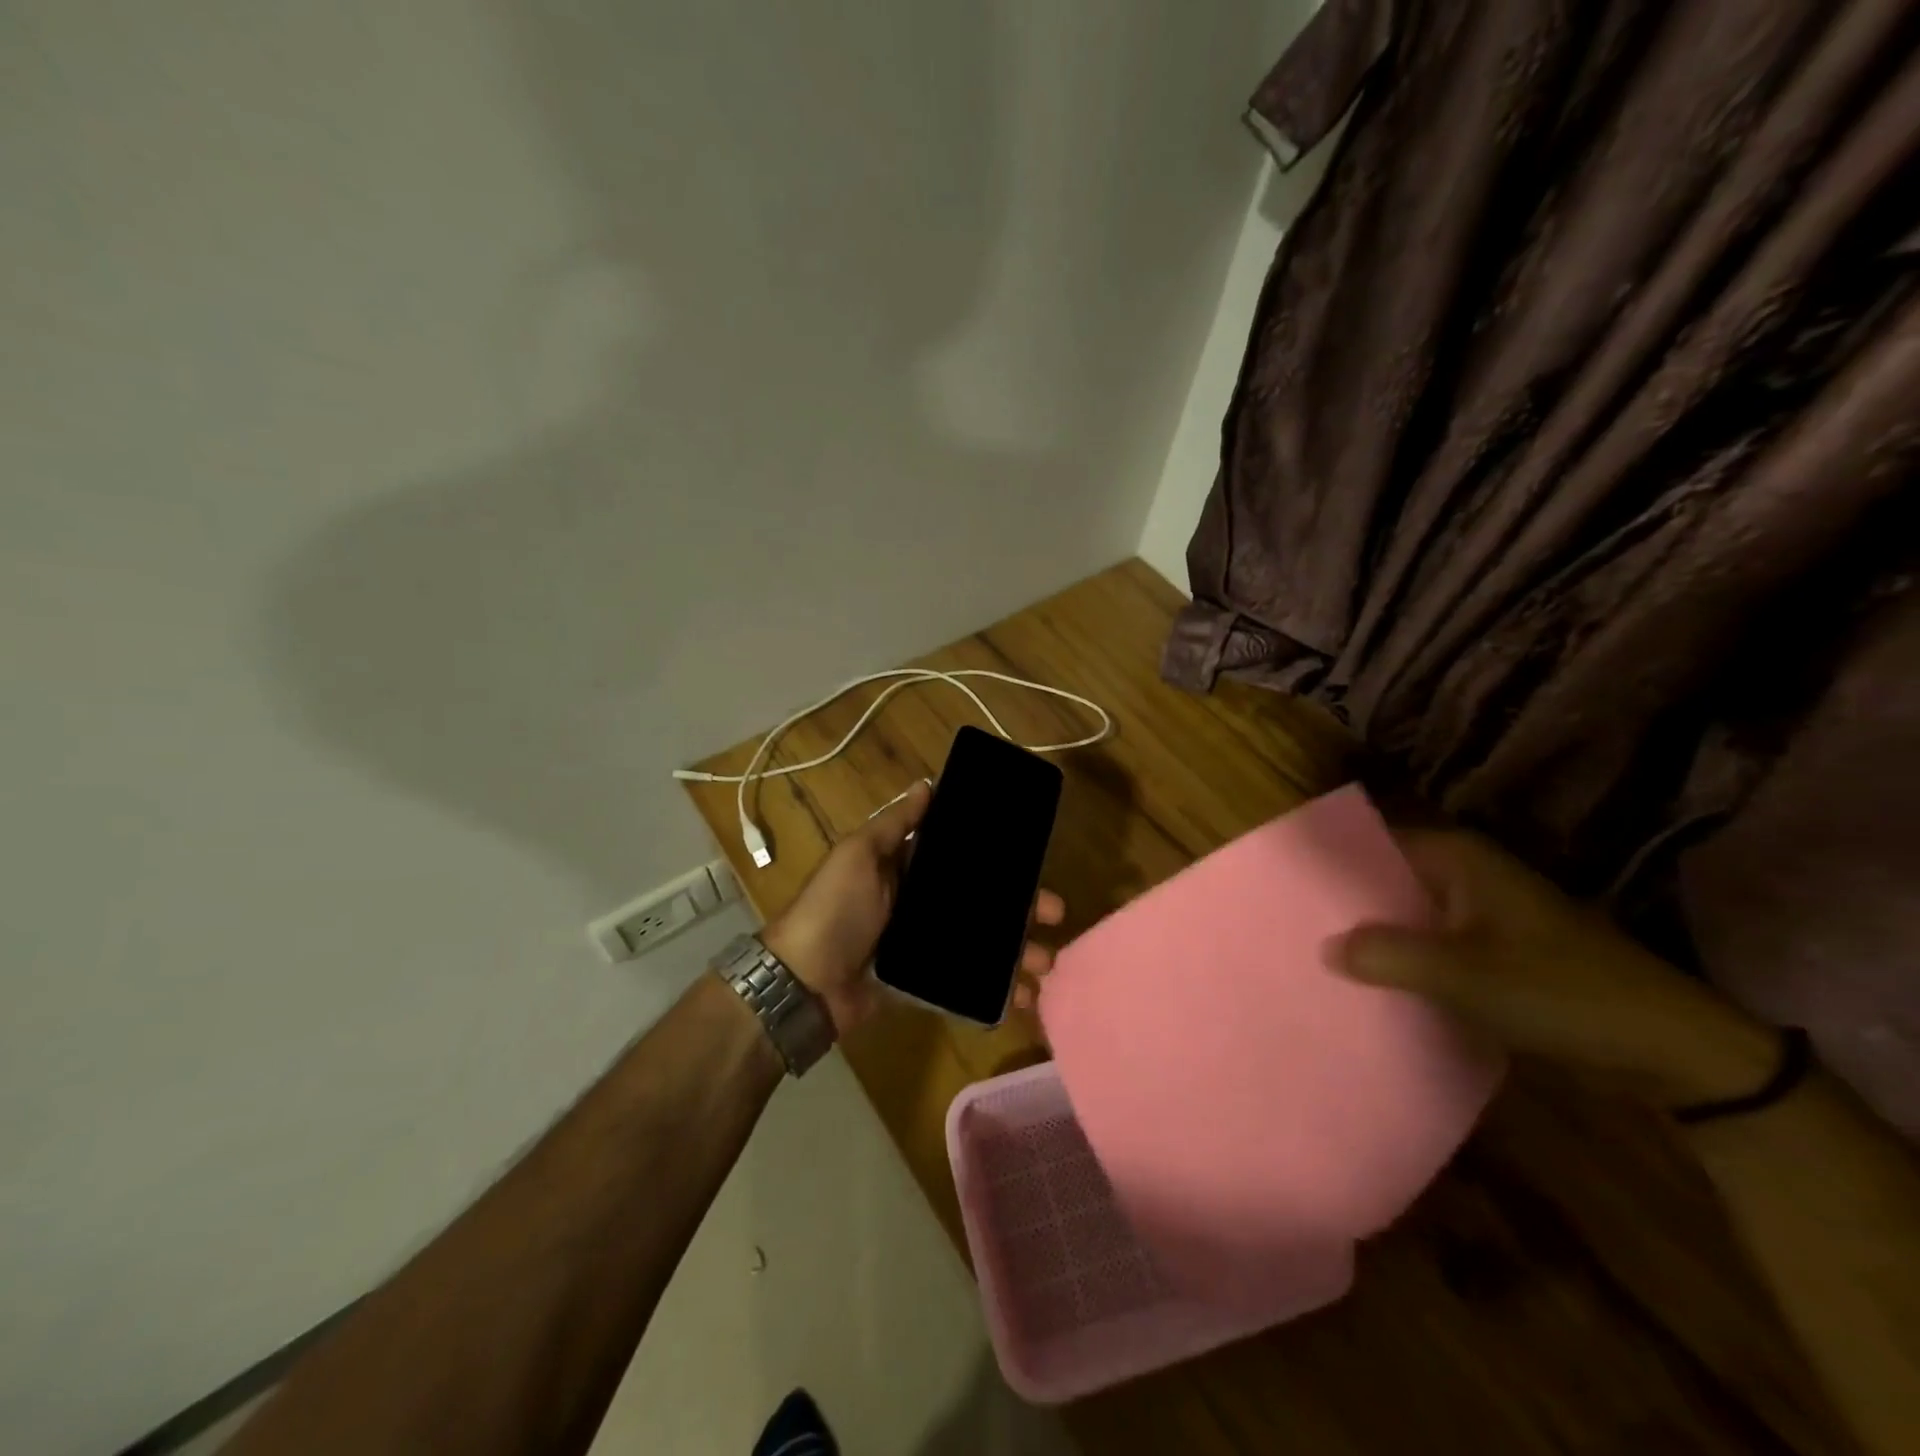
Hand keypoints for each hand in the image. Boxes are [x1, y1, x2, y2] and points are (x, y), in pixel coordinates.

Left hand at [760, 781, 1065, 1034]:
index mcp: (907, 869)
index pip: (963, 858)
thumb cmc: (834, 910)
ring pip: (983, 943)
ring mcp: (925, 945)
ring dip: (1018, 952)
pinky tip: (1024, 997)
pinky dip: (998, 990)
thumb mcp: (859, 855)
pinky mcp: (926, 983)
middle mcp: (921, 903)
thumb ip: (894, 824)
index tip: (1034, 860)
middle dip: (1022, 908)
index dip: (999, 859)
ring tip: (1046, 965)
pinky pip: (969, 982)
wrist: (804, 984)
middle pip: (983, 901)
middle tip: (1057, 914)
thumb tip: (926, 784)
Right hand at [1322, 829, 1777, 1105]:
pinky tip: (1366, 983)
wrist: (1670, 1048)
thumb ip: (1387, 954)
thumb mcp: (1464, 973)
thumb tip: (1323, 946)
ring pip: (1404, 915)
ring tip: (1315, 956)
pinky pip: (1427, 944)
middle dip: (1343, 906)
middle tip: (1289, 928)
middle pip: (1384, 880)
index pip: (1371, 844)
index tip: (1283, 888)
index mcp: (1456, 858)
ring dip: (1371, 937)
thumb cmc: (1561, 991)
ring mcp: (1478, 912)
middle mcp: (1463, 874)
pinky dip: (1401, 960)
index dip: (1329, 866)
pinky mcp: (1490, 949)